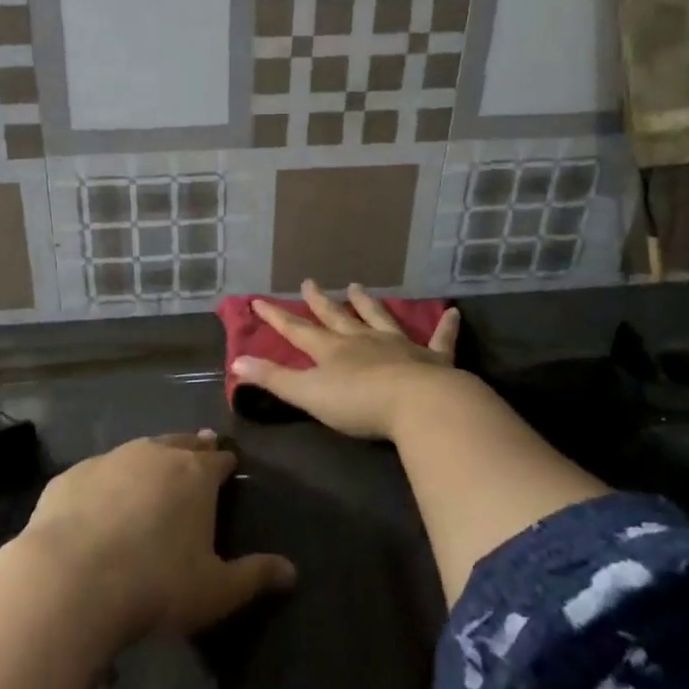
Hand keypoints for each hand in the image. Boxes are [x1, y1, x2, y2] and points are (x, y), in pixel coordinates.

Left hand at [20, 432, 295, 645]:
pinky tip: (100, 501)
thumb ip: (255, 576)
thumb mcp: (217, 591)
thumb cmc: (157, 584)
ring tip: (152, 470)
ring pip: (137, 450)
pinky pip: (97, 473)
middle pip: (180, 444)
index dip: (226, 463)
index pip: (219, 459)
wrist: (71, 580)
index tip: (229, 465)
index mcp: (195, 474)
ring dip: (149, 459)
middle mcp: (154, 454)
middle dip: (191, 448)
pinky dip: (106, 482)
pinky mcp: (71, 476)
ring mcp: (109, 460)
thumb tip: (292, 571)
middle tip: (197, 453)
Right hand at [231, 282, 462, 440]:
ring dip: (367, 304)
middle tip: (310, 283)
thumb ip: (273, 379)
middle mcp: (362, 341)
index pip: (297, 331)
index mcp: (332, 351)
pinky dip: (446, 327)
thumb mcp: (308, 394)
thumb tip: (236, 362)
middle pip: (336, 318)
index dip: (277, 317)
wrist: (418, 404)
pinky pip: (440, 339)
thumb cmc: (358, 403)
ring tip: (357, 287)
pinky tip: (453, 312)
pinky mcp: (432, 359)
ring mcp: (398, 346)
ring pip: (379, 319)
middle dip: (320, 303)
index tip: (259, 300)